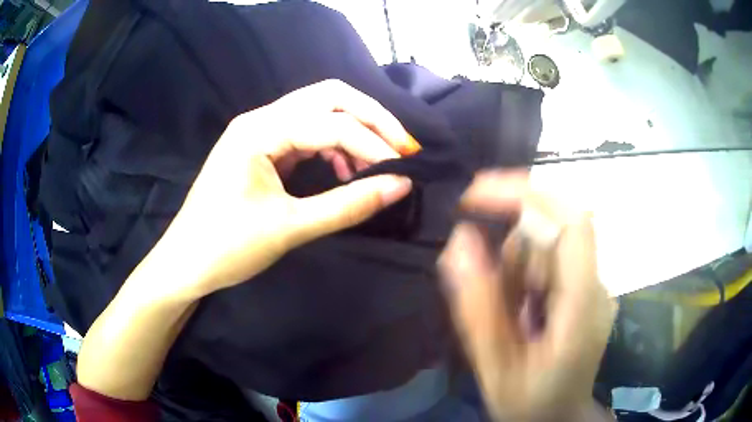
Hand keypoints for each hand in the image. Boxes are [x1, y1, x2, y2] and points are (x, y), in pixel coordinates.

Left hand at [154, 80, 415, 298]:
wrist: (185, 263)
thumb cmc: (227, 248)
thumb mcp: (290, 228)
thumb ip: (348, 205)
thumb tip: (400, 185)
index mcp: (259, 131)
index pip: (331, 124)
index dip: (373, 145)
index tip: (406, 169)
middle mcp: (260, 119)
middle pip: (329, 97)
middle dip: (371, 118)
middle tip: (403, 146)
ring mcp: (259, 130)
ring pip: (319, 110)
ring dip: (354, 130)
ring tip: (378, 162)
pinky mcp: (261, 147)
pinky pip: (306, 132)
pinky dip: (334, 144)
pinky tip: (346, 169)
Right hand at [439, 171, 616, 420]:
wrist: (560, 417)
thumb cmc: (532, 402)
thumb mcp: (497, 367)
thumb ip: (478, 308)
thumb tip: (458, 240)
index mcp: (582, 304)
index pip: (572, 221)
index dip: (526, 193)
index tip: (475, 193)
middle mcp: (595, 284)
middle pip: (547, 239)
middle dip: (508, 264)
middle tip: (497, 312)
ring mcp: (592, 286)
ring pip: (543, 251)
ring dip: (513, 278)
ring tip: (512, 326)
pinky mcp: (583, 288)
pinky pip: (546, 265)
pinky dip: (522, 285)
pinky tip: (521, 320)